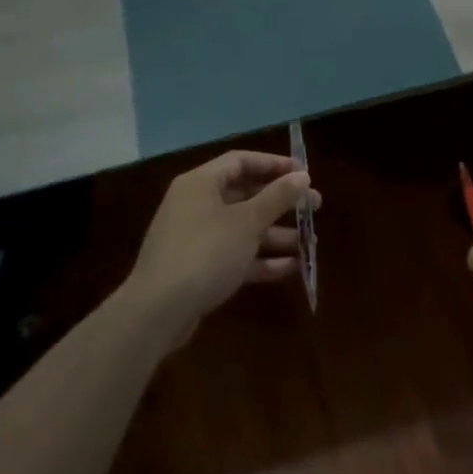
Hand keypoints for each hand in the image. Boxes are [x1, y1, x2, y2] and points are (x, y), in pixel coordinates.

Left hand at [127, 150, 317, 328]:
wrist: (157, 312)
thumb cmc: (205, 253)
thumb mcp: (247, 222)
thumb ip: (277, 197)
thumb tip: (302, 176)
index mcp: (201, 183)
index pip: (241, 161)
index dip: (274, 164)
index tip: (304, 174)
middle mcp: (197, 205)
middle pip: (245, 195)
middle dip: (281, 203)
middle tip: (314, 208)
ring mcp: (196, 238)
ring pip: (243, 228)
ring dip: (276, 234)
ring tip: (310, 243)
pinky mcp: (199, 268)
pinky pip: (236, 254)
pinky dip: (261, 259)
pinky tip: (292, 267)